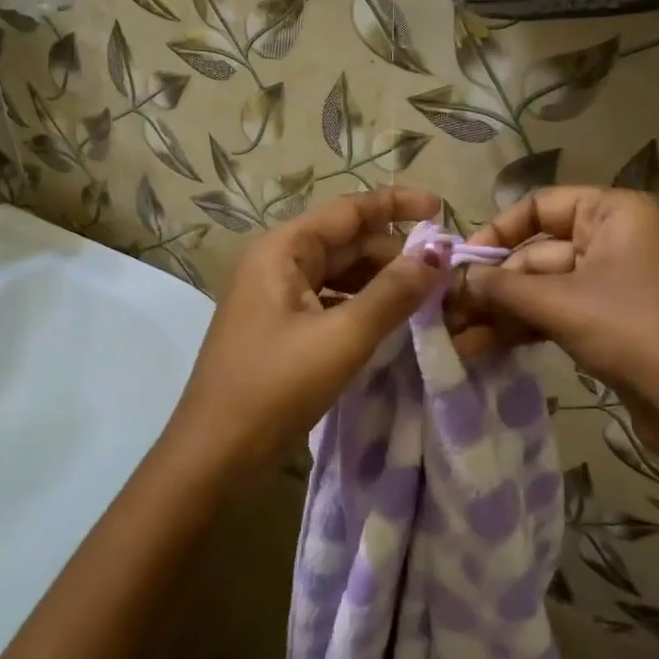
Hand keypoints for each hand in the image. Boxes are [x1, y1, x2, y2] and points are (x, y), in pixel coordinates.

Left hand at [163, 186, 445, 470]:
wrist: (213, 453)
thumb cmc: (275, 387)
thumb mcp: (342, 338)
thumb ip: (393, 293)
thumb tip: (439, 253)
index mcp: (282, 250)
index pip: (349, 210)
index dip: (398, 205)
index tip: (443, 208)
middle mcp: (276, 262)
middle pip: (346, 241)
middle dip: (394, 251)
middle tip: (445, 271)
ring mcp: (275, 296)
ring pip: (339, 273)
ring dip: (381, 280)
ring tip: (427, 296)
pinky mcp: (280, 327)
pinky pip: (329, 300)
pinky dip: (362, 305)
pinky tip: (391, 321)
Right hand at [451, 187, 658, 452]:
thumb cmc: (631, 330)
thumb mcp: (560, 303)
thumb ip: (502, 286)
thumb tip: (455, 278)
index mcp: (614, 213)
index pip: (541, 205)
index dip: (498, 231)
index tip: (462, 262)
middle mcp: (616, 239)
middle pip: (538, 253)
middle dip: (493, 286)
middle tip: (447, 311)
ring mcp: (614, 283)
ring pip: (545, 288)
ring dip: (503, 311)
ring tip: (457, 336)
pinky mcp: (612, 321)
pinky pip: (559, 313)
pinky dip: (526, 327)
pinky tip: (484, 346)